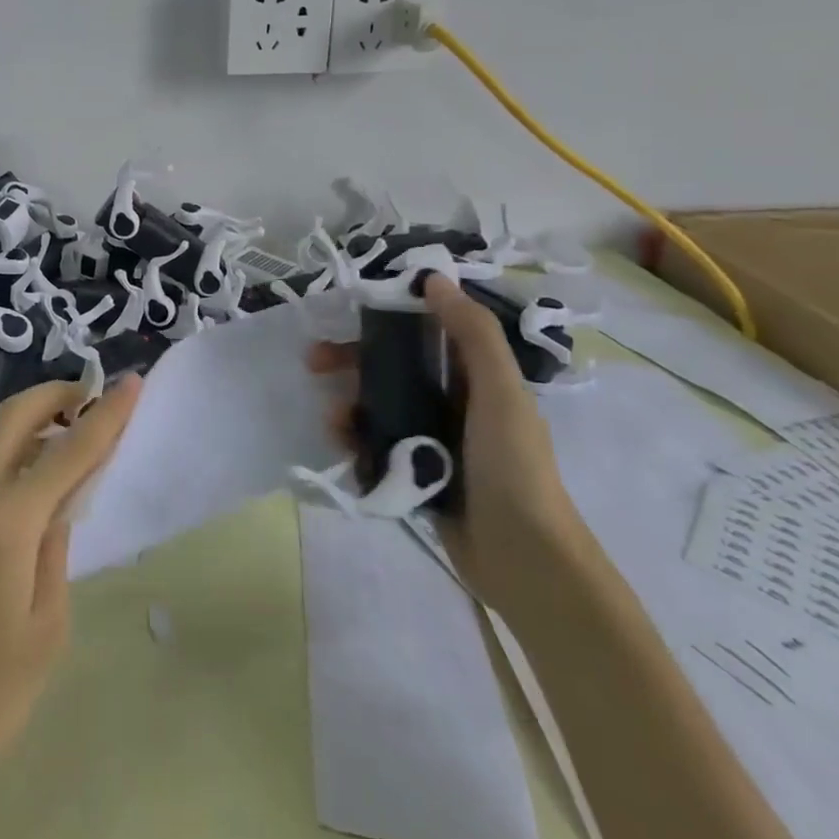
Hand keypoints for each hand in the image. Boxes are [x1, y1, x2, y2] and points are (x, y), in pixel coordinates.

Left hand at [0, 377, 141, 794]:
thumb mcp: (48, 625)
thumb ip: (58, 544)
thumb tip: (62, 494)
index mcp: (6, 524)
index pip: (69, 451)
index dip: (106, 414)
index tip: (131, 382)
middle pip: (14, 415)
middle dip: (54, 395)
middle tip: (84, 398)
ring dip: (14, 410)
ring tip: (45, 424)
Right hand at [308, 274, 581, 610]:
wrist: (524, 560)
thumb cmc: (513, 465)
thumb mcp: (499, 391)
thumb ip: (472, 333)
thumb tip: (434, 278)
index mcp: (476, 377)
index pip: (426, 330)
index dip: (388, 315)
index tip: (350, 312)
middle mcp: (453, 401)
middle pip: (393, 367)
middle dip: (352, 361)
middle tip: (314, 361)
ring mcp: (433, 438)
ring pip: (379, 406)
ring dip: (349, 405)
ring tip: (333, 421)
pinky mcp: (417, 472)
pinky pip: (376, 444)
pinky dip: (356, 441)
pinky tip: (342, 447)